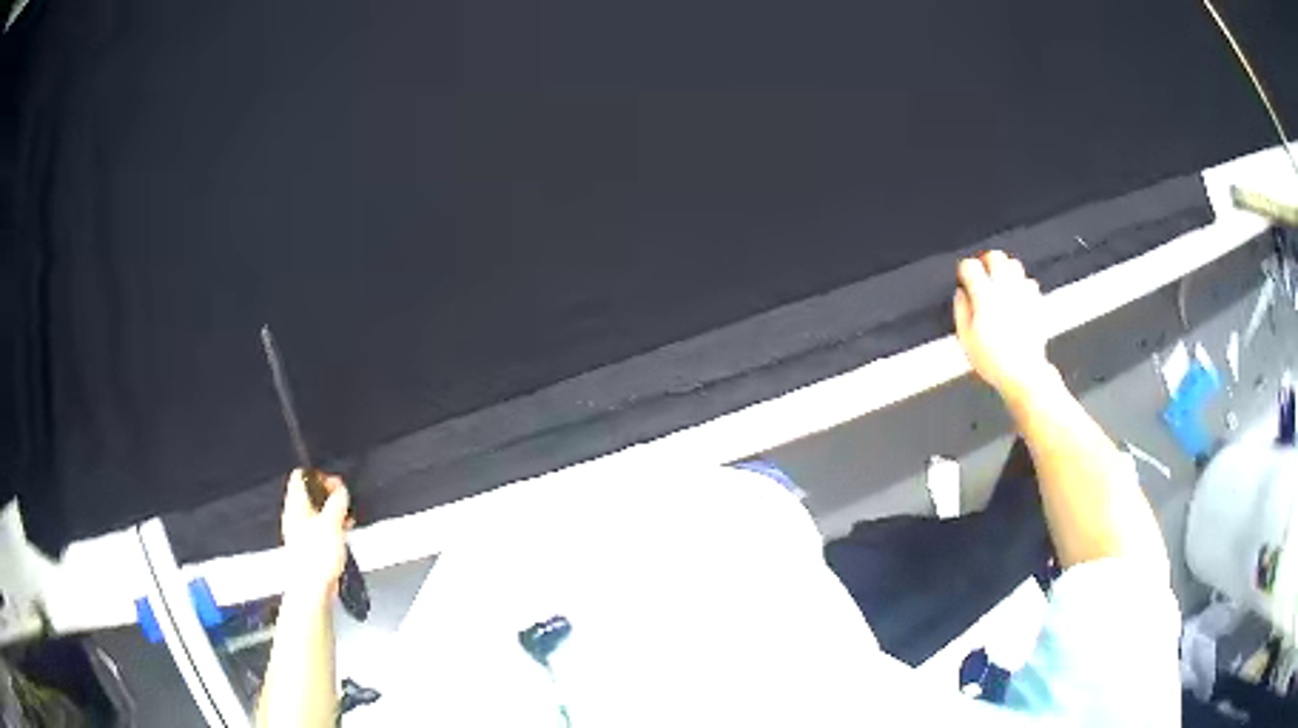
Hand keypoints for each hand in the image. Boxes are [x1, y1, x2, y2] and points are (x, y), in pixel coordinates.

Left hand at [280, 470, 350, 595]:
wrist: (312, 587)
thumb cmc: (316, 556)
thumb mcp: (332, 522)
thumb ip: (337, 502)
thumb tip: (341, 490)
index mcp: (296, 504)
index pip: (301, 476)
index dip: (319, 476)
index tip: (335, 485)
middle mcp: (296, 515)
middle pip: (311, 493)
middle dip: (330, 495)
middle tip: (344, 502)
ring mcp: (302, 531)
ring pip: (318, 511)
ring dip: (333, 512)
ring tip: (347, 518)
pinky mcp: (310, 546)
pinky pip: (321, 528)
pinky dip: (333, 527)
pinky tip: (344, 534)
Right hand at [953, 251, 1055, 400]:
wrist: (1024, 373)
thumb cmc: (993, 361)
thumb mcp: (966, 339)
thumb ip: (961, 311)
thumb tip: (960, 294)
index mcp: (984, 296)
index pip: (970, 266)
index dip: (965, 270)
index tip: (964, 279)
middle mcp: (1004, 289)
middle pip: (995, 256)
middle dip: (986, 262)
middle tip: (982, 275)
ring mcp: (1022, 294)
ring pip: (1014, 264)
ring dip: (1005, 270)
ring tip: (1000, 283)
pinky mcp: (1036, 302)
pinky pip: (1030, 282)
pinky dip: (1022, 285)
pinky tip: (1017, 296)